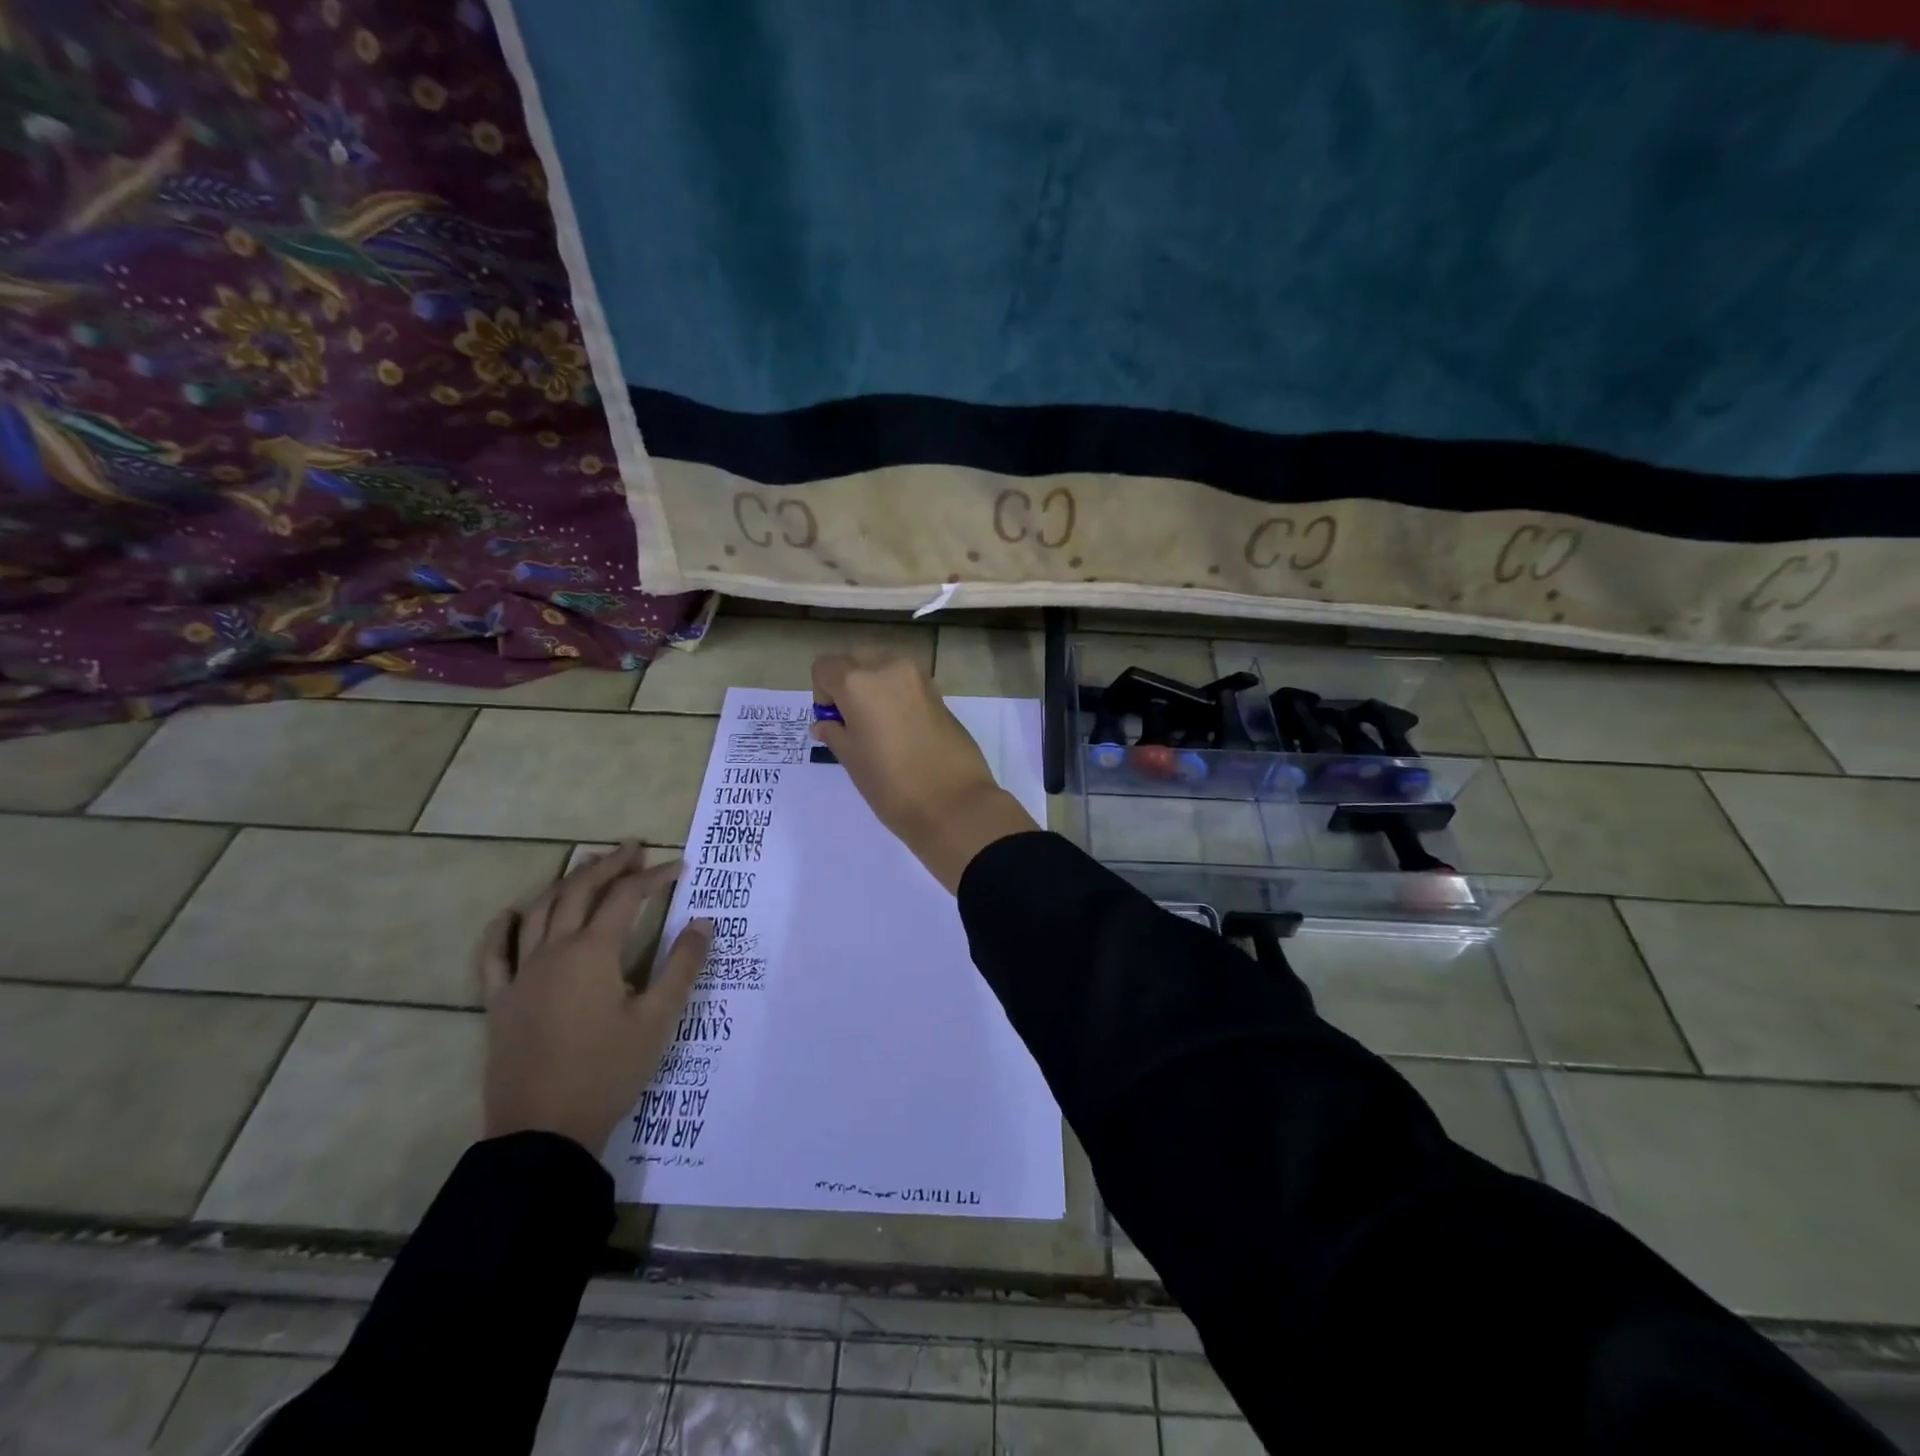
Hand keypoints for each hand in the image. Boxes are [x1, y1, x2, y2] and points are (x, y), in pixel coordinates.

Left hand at [478, 843, 712, 1154]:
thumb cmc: (608, 1071)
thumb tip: (703, 922)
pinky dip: (502, 929)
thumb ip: (682, 966)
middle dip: (609, 866)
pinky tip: (511, 914)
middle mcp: (554, 951)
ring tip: (586, 866)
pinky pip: (494, 956)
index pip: (627, 898)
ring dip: (566, 883)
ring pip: (539, 912)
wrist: (544, 1131)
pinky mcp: (501, 1002)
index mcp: (594, 953)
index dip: (654, 878)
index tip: (679, 868)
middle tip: (633, 849)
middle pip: (580, 892)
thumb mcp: (659, 1019)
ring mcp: (522, 975)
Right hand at [811, 652, 1037, 891]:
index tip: (833, 722)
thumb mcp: (852, 759)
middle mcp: (889, 668)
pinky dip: (897, 697)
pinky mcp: (940, 695)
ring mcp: (920, 679)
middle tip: (853, 722)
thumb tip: (827, 723)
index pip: (825, 666)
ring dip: (874, 687)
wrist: (954, 804)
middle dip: (848, 683)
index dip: (822, 693)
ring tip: (879, 728)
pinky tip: (903, 732)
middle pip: (857, 659)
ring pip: (885, 668)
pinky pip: (907, 684)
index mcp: (859, 681)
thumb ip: (835, 733)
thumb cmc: (891, 784)